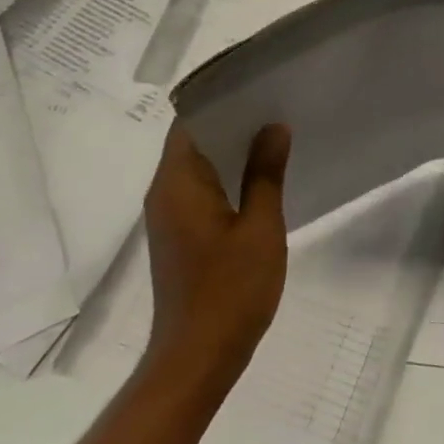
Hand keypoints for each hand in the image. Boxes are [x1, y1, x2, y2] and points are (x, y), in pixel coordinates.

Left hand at [142, 122, 291, 388]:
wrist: (197, 358)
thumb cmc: (231, 291)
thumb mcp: (260, 228)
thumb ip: (265, 174)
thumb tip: (273, 127)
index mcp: (178, 184)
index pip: (190, 122)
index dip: (221, 100)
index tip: (259, 85)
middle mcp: (165, 193)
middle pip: (193, 141)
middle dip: (233, 121)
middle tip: (278, 105)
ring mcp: (170, 216)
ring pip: (198, 166)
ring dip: (232, 149)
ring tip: (277, 134)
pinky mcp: (180, 235)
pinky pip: (201, 189)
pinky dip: (228, 176)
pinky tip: (263, 178)